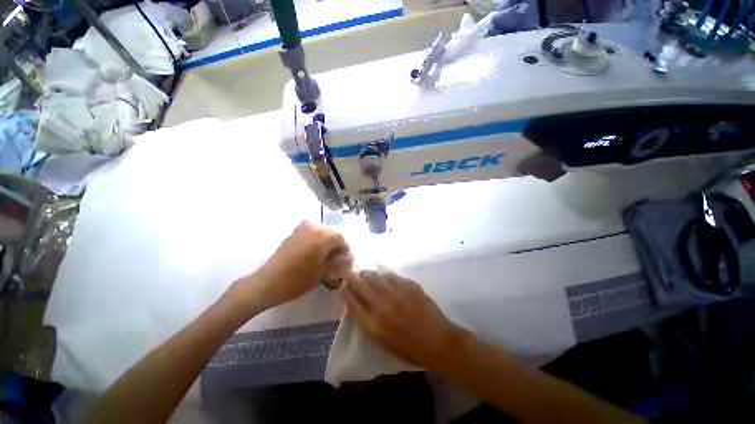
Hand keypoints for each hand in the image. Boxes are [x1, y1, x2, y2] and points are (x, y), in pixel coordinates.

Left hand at [232, 221, 352, 312]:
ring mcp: (302, 228)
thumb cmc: (298, 279)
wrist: (267, 283)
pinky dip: (317, 242)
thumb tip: (350, 257)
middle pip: (332, 234)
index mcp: (323, 235)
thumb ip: (338, 262)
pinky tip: (314, 255)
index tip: (344, 262)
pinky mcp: (294, 233)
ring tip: (325, 259)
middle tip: (335, 261)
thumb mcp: (323, 272)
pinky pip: (312, 233)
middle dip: (336, 246)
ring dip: (326, 243)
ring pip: (322, 233)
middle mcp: (314, 227)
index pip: (341, 239)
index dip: (345, 251)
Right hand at [344, 271, 464, 370]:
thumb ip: (370, 322)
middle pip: (362, 286)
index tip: (343, 287)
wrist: (438, 342)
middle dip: (353, 278)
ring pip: (376, 277)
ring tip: (365, 273)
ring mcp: (397, 293)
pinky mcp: (409, 286)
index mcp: (374, 325)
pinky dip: (385, 276)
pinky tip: (384, 277)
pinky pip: (392, 276)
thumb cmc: (410, 349)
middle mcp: (383, 306)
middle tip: (350, 274)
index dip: (345, 293)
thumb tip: (360, 304)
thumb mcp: (384, 342)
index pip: (352, 304)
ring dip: (368, 274)